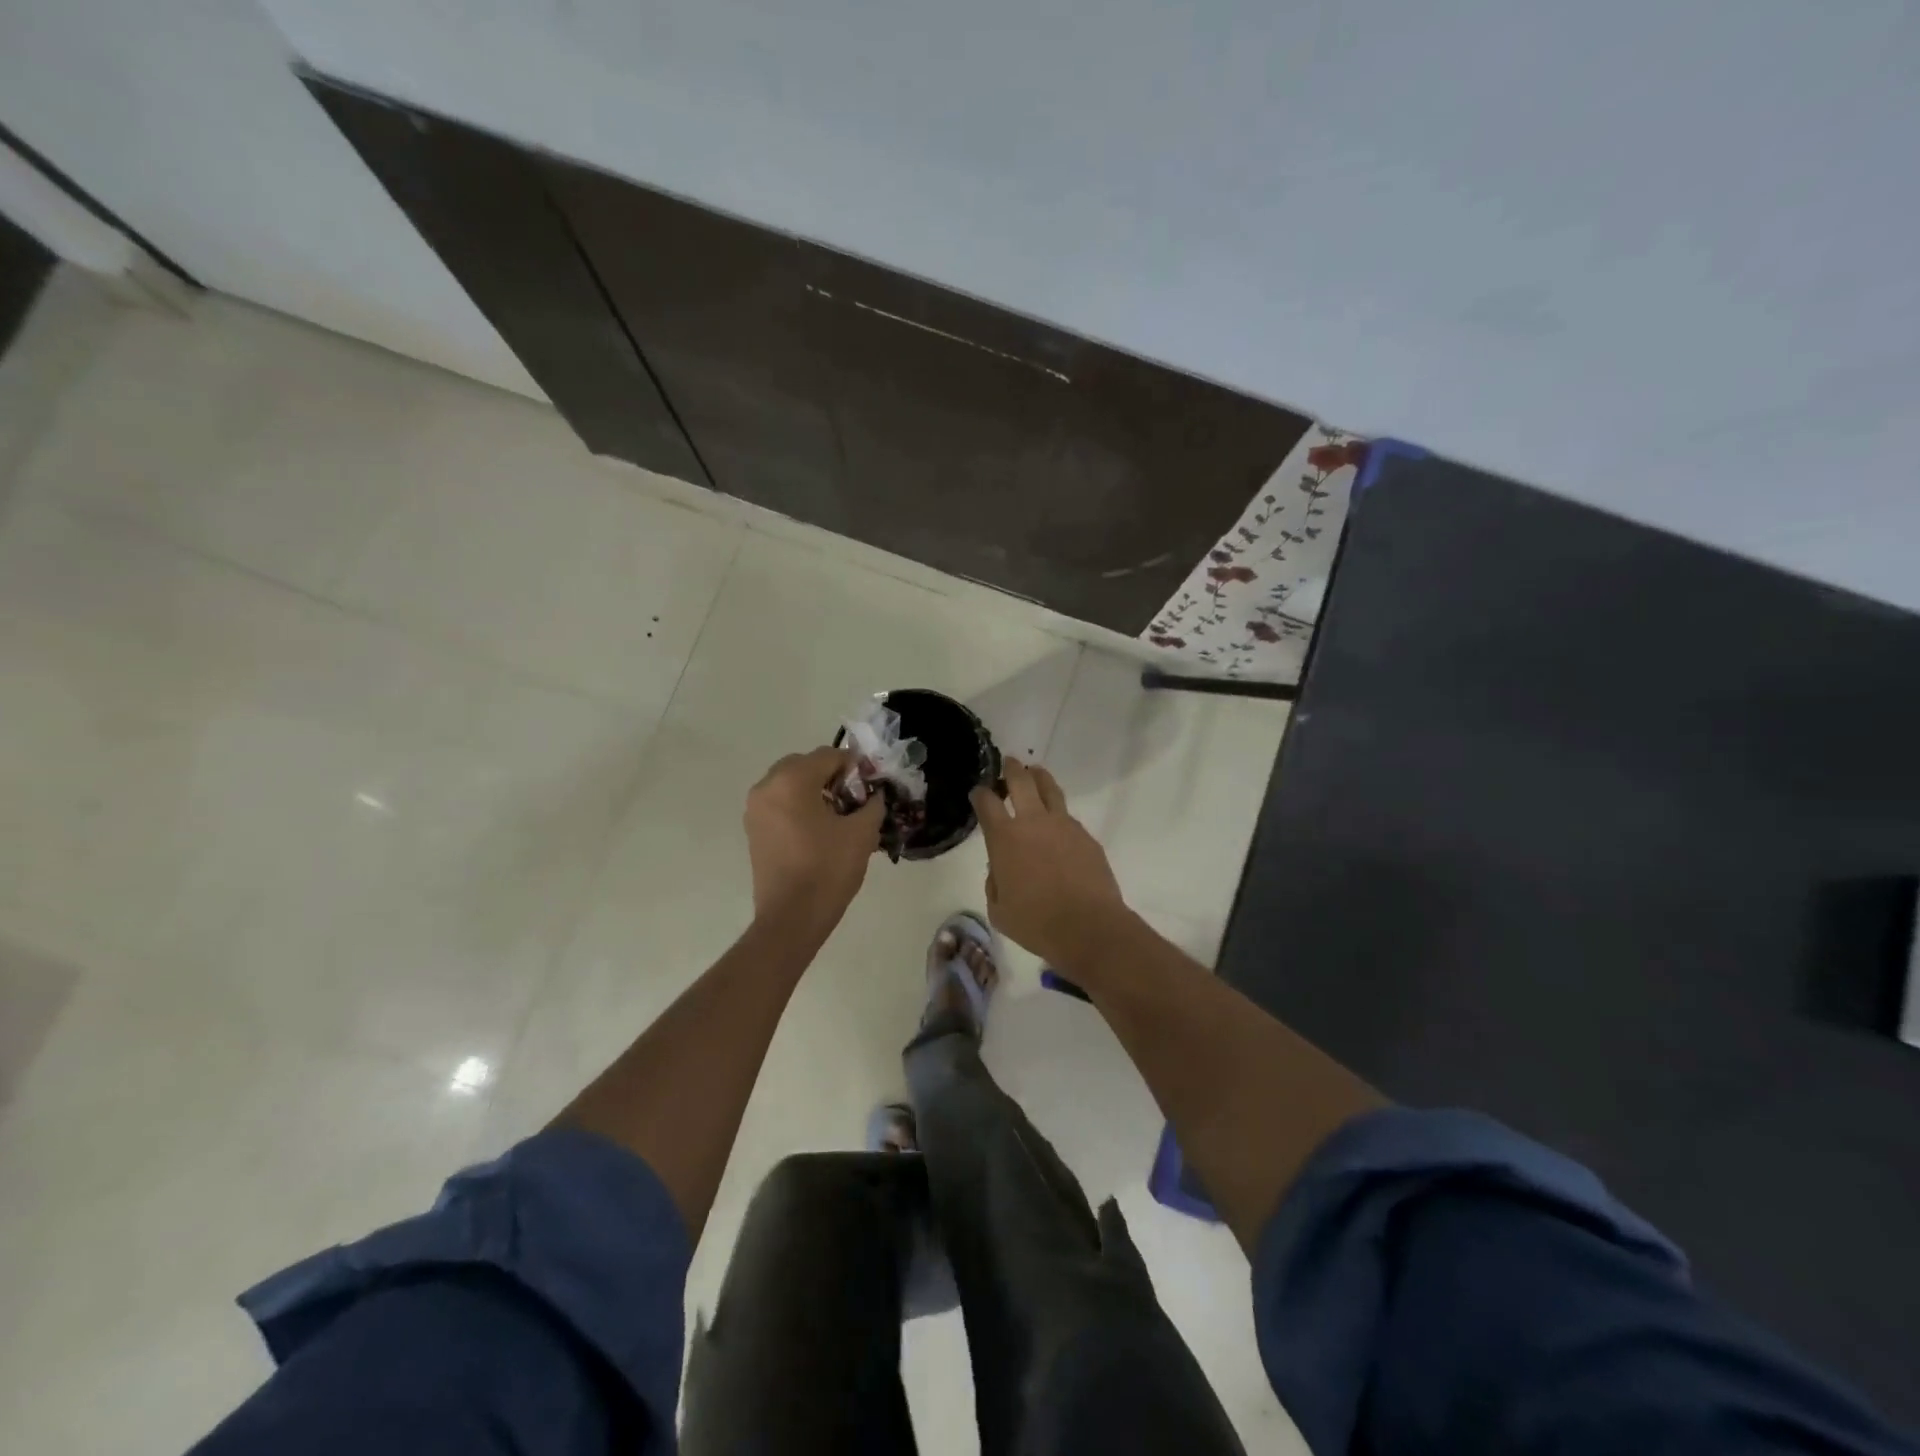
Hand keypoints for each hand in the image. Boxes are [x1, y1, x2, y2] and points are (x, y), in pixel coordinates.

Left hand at [745, 746, 883, 933]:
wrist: (791, 919)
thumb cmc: (828, 870)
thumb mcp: (862, 833)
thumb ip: (873, 803)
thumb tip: (874, 794)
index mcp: (791, 780)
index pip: (828, 756)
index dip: (855, 767)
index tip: (872, 786)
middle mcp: (766, 787)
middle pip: (805, 765)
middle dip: (832, 776)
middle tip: (855, 800)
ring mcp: (755, 810)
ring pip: (790, 784)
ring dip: (815, 791)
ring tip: (839, 817)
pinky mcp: (753, 830)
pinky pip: (780, 804)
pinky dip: (799, 807)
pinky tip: (820, 831)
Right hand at [970, 758, 1128, 967]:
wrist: (1088, 927)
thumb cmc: (1036, 923)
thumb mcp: (999, 910)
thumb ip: (995, 883)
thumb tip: (1000, 869)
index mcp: (1005, 838)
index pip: (987, 803)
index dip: (980, 794)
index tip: (978, 793)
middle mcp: (1033, 822)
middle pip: (1021, 781)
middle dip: (1012, 769)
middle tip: (1009, 762)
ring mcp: (1063, 825)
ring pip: (1050, 789)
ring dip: (1040, 778)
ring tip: (1036, 773)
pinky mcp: (1086, 836)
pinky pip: (1068, 817)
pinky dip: (1059, 814)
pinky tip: (1058, 825)